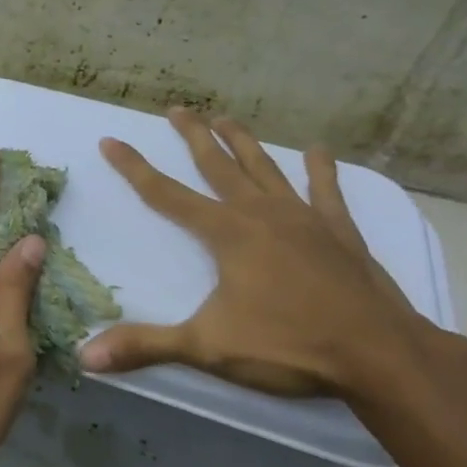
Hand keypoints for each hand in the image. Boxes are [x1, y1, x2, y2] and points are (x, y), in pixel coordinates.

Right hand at [77, 111, 434, 397]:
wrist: (380, 356)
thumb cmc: (288, 347)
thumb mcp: (208, 347)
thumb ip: (146, 347)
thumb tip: (86, 357)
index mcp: (226, 234)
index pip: (165, 193)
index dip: (134, 167)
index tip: (110, 140)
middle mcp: (260, 213)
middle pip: (217, 165)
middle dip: (193, 136)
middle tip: (177, 109)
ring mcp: (303, 218)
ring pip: (264, 168)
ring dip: (242, 142)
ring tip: (225, 118)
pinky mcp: (340, 232)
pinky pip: (327, 191)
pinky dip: (321, 170)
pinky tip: (318, 151)